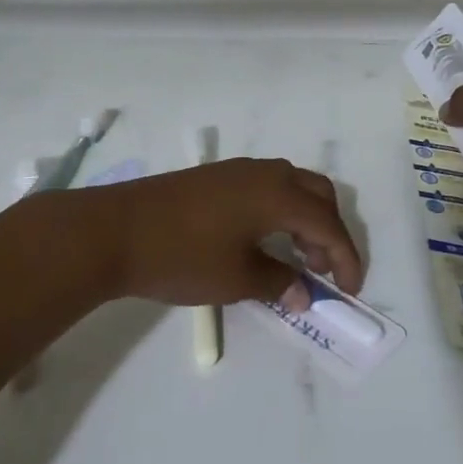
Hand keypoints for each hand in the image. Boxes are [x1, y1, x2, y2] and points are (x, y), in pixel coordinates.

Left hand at [61, 158, 363, 306]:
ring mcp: (237, 170)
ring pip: (291, 187)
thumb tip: (303, 293)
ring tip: (295, 258)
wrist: (113, 230)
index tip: (349, 290)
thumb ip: (278, 282)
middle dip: (329, 232)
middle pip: (317, 194)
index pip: (328, 225)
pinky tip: (262, 239)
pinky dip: (279, 211)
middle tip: (323, 269)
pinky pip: (265, 188)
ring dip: (303, 219)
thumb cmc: (181, 256)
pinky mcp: (215, 177)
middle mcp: (264, 173)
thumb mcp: (235, 278)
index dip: (345, 258)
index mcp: (278, 194)